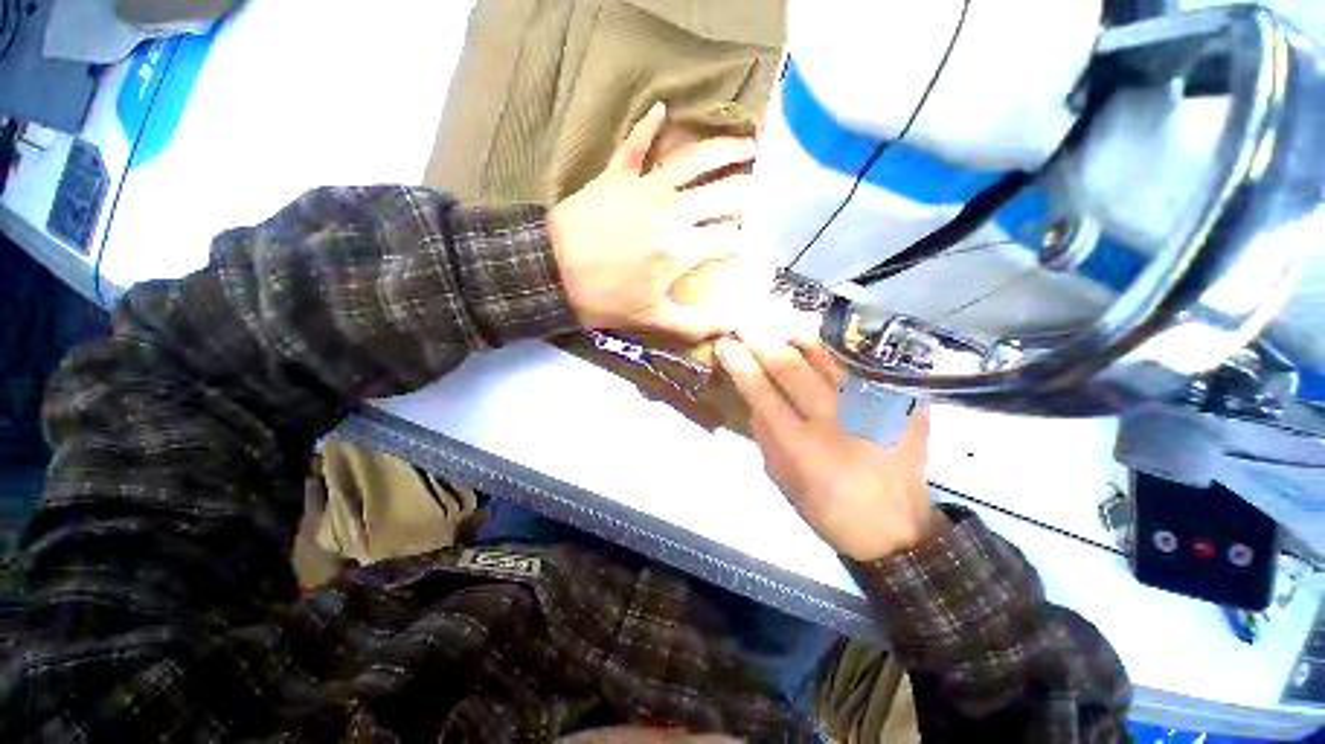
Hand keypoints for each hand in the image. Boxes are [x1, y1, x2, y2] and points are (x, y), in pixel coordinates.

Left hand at [548, 102, 754, 338]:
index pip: (729, 239)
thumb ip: (695, 325)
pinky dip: (649, 125)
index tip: (755, 241)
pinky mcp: (617, 174)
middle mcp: (674, 210)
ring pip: (695, 159)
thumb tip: (731, 326)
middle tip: (766, 187)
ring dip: (725, 149)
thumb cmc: (603, 299)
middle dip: (750, 190)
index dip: (746, 240)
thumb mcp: (652, 320)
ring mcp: (646, 186)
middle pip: (724, 193)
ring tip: (749, 145)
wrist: (549, 272)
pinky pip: (636, 143)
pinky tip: (662, 109)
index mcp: (684, 248)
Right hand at [715, 322, 940, 561]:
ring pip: (828, 357)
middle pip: (792, 368)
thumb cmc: (828, 509)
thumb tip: (755, 398)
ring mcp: (872, 408)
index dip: (740, 365)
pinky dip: (835, 350)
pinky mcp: (900, 404)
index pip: (762, 393)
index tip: (725, 345)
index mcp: (802, 447)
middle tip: (745, 323)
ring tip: (778, 322)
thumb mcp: (782, 480)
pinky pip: (860, 364)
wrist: (895, 529)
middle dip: (763, 341)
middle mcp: (836, 422)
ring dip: (798, 335)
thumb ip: (765, 436)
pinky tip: (820, 340)